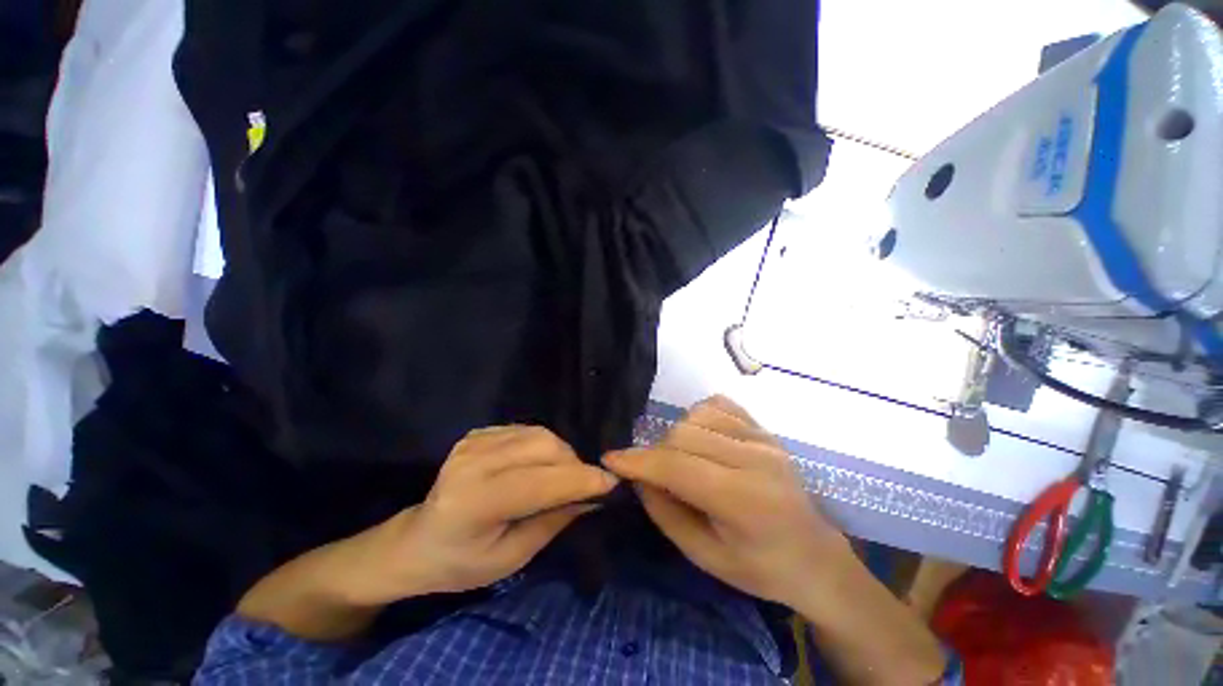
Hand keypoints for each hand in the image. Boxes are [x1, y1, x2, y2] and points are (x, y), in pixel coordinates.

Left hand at [348, 426, 618, 603]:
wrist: (417, 541)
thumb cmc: (462, 563)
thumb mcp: (511, 558)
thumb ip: (553, 522)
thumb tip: (593, 497)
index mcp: (475, 502)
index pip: (540, 483)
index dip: (580, 480)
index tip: (611, 482)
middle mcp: (473, 462)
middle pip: (544, 447)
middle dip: (573, 464)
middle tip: (581, 485)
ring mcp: (473, 442)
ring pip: (540, 434)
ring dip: (561, 454)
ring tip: (560, 476)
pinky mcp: (477, 433)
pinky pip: (526, 430)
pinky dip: (543, 446)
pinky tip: (536, 465)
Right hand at [603, 396, 852, 608]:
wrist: (815, 555)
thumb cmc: (761, 568)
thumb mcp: (705, 557)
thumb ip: (665, 512)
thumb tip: (637, 476)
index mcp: (742, 499)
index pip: (677, 466)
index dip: (639, 461)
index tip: (611, 459)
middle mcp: (754, 458)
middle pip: (684, 434)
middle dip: (657, 452)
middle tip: (655, 475)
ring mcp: (762, 438)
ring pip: (697, 415)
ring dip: (678, 435)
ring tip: (682, 459)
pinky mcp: (764, 429)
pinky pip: (718, 405)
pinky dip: (698, 417)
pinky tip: (702, 439)